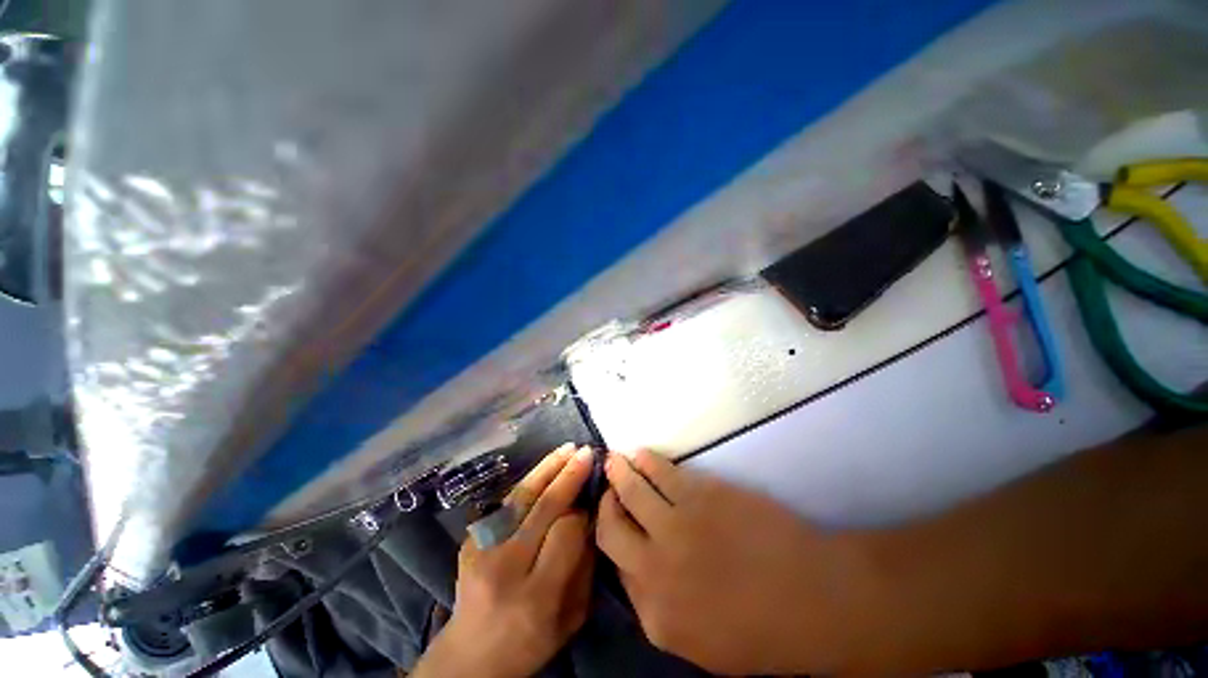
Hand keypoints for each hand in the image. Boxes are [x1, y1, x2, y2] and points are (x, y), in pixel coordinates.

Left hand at [414, 444, 595, 677]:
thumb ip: (585, 567)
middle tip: (586, 453)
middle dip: (568, 477)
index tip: (592, 500)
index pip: (565, 533)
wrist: (470, 655)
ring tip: (568, 449)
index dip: (582, 512)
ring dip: (548, 468)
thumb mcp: (571, 617)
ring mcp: (482, 550)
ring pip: (521, 497)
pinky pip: (508, 502)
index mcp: (536, 596)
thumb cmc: (531, 641)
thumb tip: (590, 516)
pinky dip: (530, 481)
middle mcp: (505, 567)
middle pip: (542, 508)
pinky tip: (546, 467)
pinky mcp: (471, 539)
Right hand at [595, 450, 872, 675]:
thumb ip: (659, 608)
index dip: (613, 539)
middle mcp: (654, 569)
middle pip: (611, 528)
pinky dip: (645, 460)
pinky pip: (659, 471)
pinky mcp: (697, 494)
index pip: (616, 568)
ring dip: (619, 472)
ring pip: (630, 490)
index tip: (614, 521)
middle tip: (607, 488)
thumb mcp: (702, 643)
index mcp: (655, 614)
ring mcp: (674, 526)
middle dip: (605, 505)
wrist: (815, 598)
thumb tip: (636, 570)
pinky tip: (641, 455)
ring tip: (615, 461)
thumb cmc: (764, 628)